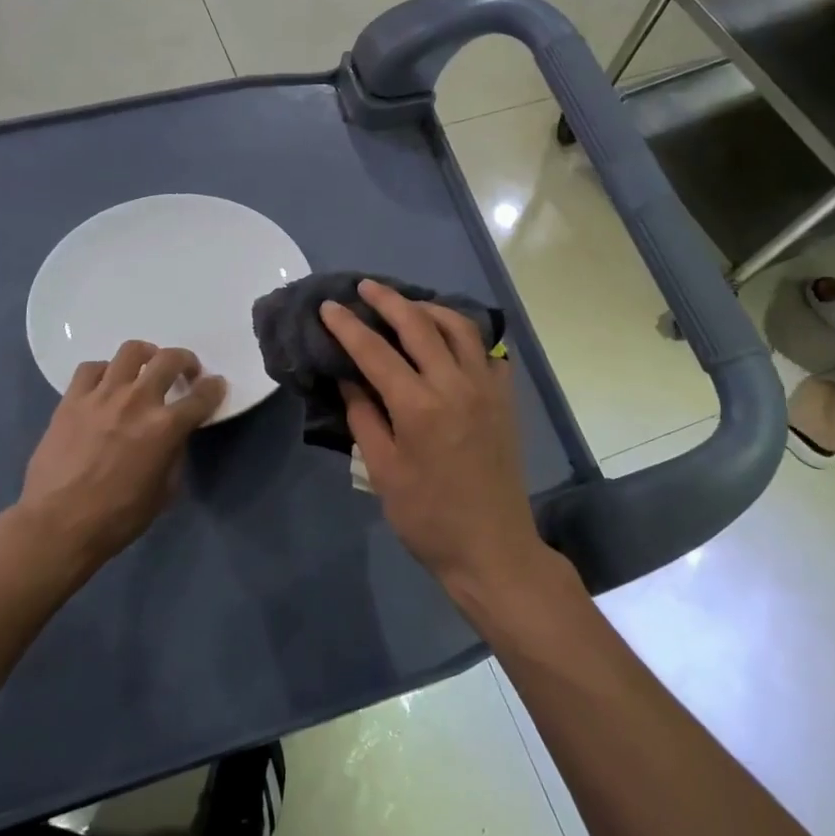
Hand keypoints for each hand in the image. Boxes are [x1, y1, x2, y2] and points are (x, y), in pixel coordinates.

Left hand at [16, 341, 224, 571]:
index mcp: (165, 427)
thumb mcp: (164, 492)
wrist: (57, 524)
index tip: (215, 386)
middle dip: (185, 361)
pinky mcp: (71, 399)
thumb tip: (173, 436)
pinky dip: (105, 371)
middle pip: (169, 359)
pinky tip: (105, 385)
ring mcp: (101, 395)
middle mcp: (137, 401)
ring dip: (146, 355)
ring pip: (130, 351)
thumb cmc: (117, 517)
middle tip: (185, 372)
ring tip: (145, 367)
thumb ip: (174, 454)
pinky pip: (91, 368)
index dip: (214, 388)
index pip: (202, 396)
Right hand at [319, 280, 546, 592]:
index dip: (348, 326)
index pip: (375, 351)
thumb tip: (349, 378)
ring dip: (429, 308)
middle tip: (365, 287)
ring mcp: (487, 388)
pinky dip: (466, 335)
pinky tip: (450, 339)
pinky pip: (487, 351)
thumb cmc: (428, 517)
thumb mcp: (383, 471)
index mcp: (419, 406)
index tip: (329, 306)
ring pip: (459, 327)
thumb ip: (364, 417)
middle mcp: (456, 384)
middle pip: (419, 324)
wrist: (492, 548)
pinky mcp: (505, 398)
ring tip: (407, 305)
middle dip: (388, 300)